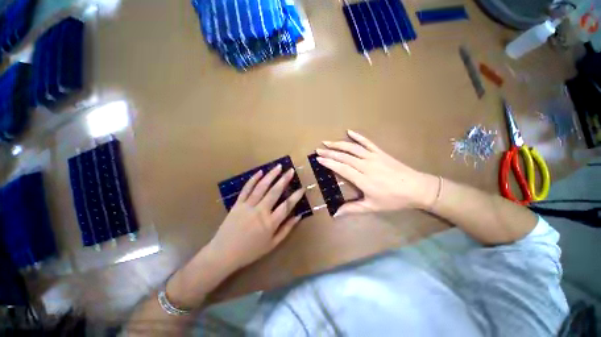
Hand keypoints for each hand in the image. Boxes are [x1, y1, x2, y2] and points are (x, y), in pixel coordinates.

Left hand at [208, 165, 305, 270]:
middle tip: (291, 170)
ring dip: (270, 176)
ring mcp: (247, 206)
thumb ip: (286, 230)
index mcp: (270, 223)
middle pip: (274, 192)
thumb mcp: (271, 245)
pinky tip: (260, 172)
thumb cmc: (250, 251)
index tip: (302, 188)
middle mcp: (260, 211)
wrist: (225, 251)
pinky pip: (246, 189)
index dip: (295, 196)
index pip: (286, 206)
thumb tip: (298, 216)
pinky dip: (253, 179)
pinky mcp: (237, 204)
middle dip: (284, 180)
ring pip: (261, 187)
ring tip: (279, 167)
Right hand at [316, 130, 438, 215]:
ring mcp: (374, 157)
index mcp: (362, 179)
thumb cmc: (393, 199)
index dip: (329, 163)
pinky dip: (358, 137)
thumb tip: (335, 214)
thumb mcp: (372, 206)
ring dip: (339, 144)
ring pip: (353, 148)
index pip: (341, 168)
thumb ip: (353, 209)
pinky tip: (350, 132)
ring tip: (328, 142)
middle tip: (318, 149)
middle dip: (330, 152)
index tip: (318, 159)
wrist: (414, 187)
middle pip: (345, 156)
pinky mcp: (381, 153)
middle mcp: (366, 165)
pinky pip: (368, 142)